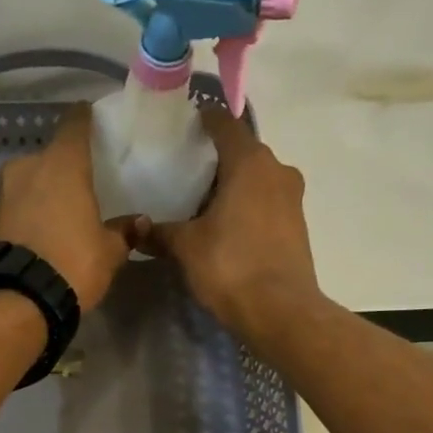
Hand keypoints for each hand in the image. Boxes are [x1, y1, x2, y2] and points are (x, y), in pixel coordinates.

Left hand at [0, 103, 132, 310]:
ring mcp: (3, 194)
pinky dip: (27, 215)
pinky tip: (41, 233)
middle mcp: (27, 168)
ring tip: (59, 213)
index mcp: (61, 164)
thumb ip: (124, 232)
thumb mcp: (109, 252)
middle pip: (49, 157)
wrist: (18, 300)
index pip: (74, 124)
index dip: (84, 119)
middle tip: (79, 185)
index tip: (91, 118)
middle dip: (62, 168)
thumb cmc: (73, 263)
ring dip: (41, 193)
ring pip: (28, 183)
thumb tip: (140, 221)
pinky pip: (15, 208)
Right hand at [126, 104, 322, 341]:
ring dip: (232, 186)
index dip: (204, 119)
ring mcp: (292, 198)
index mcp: (250, 162)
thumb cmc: (231, 266)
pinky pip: (266, 203)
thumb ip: (160, 232)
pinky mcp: (297, 225)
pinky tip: (225, 227)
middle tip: (184, 172)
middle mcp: (277, 170)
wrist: (281, 312)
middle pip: (243, 152)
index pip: (225, 124)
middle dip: (216, 159)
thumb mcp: (186, 248)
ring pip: (256, 179)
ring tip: (201, 203)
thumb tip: (135, 228)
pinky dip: (246, 207)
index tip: (185, 125)